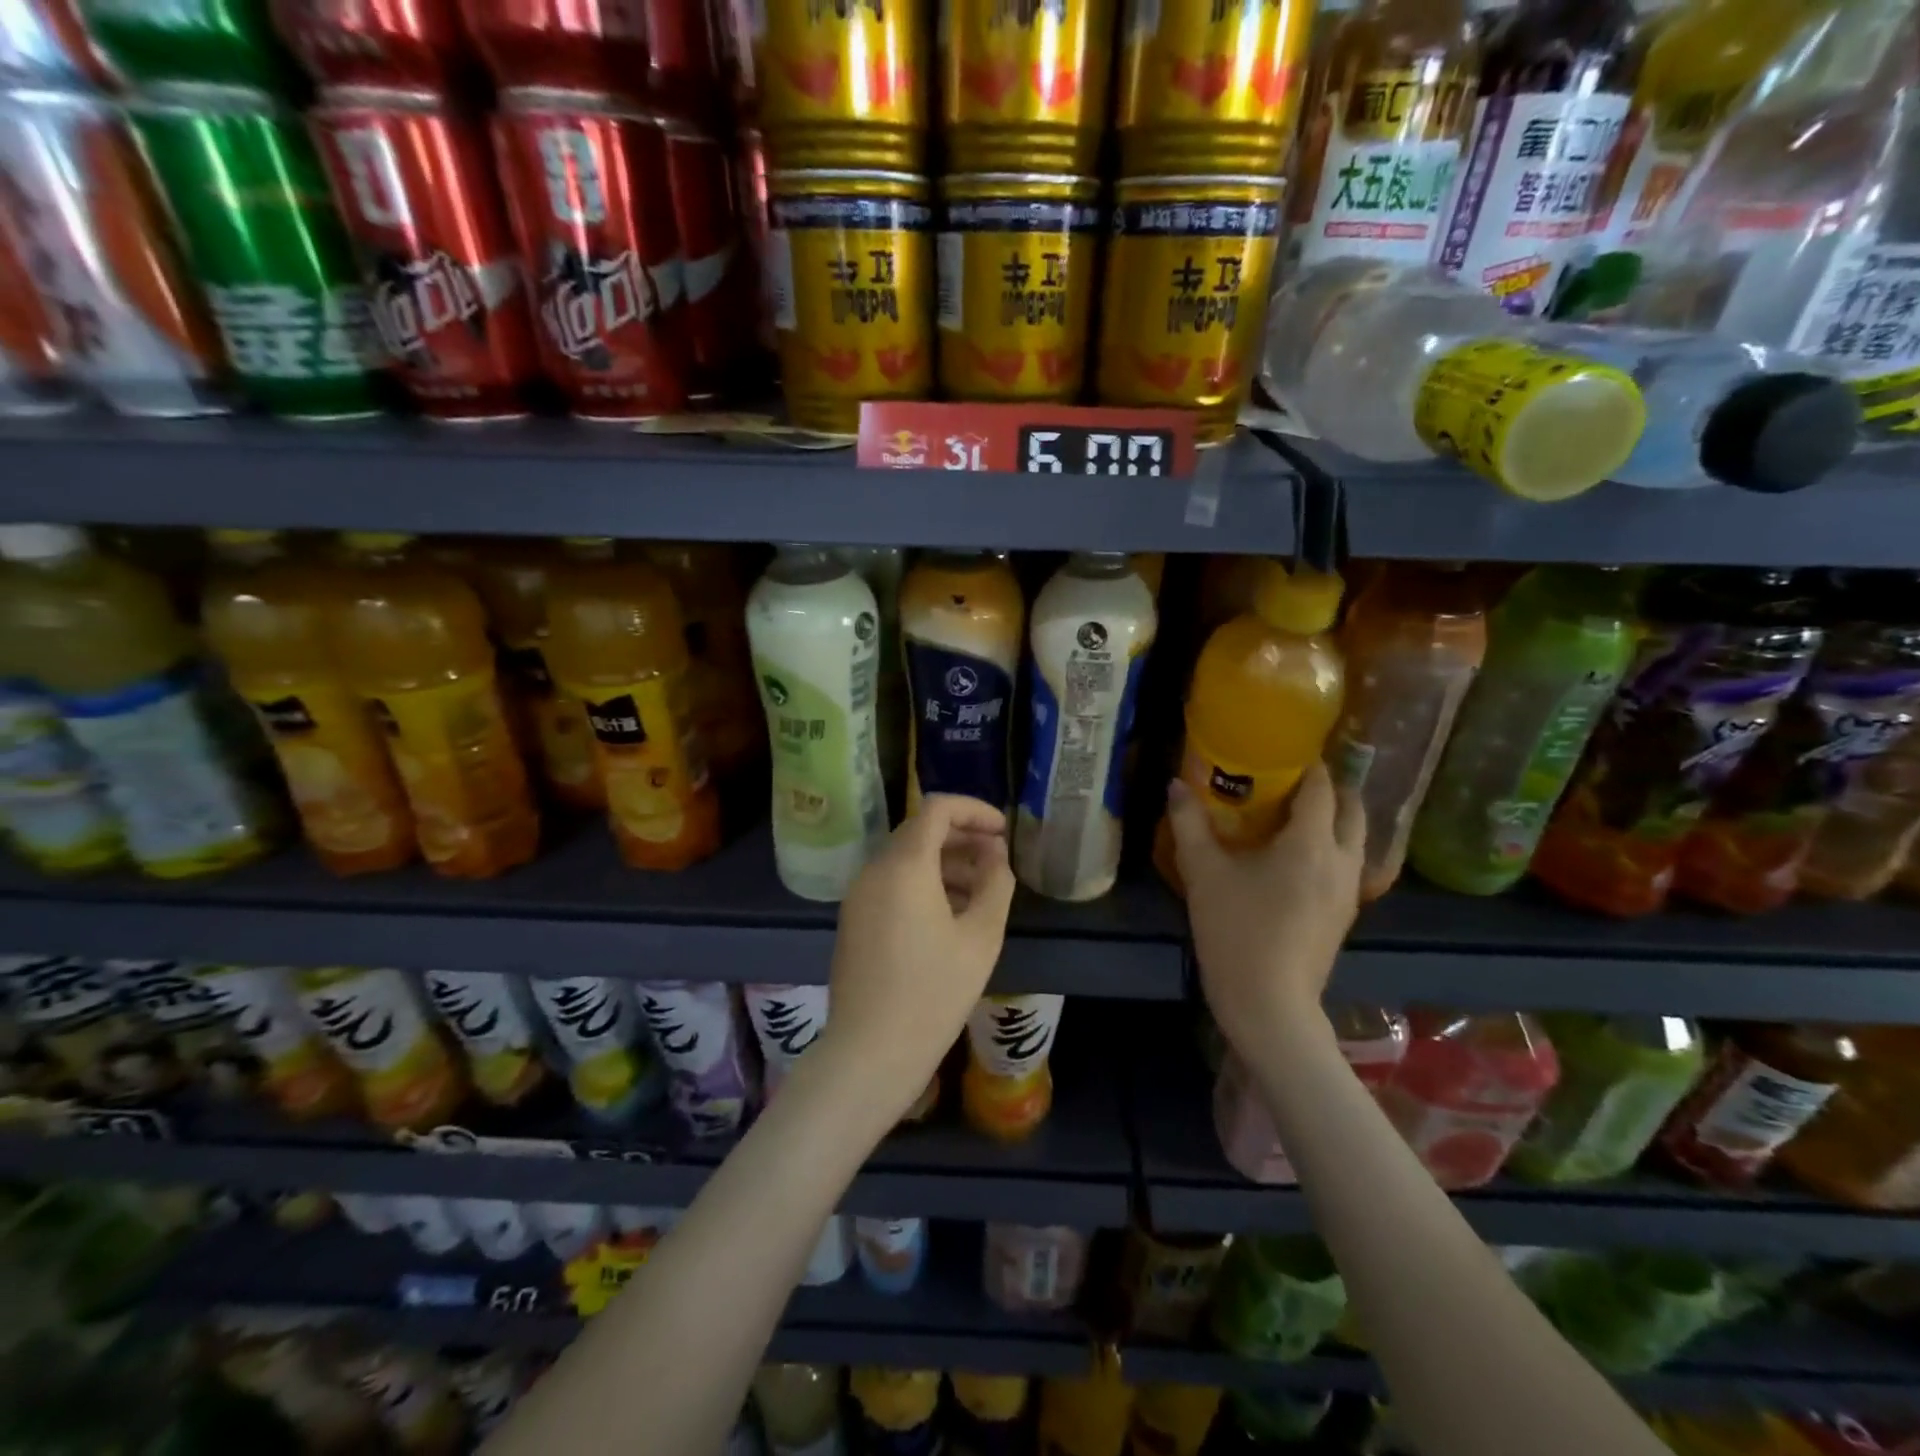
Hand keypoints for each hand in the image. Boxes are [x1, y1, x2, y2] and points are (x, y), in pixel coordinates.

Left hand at [819, 795, 1015, 1116]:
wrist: (870, 1052)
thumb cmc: (933, 993)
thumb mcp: (981, 938)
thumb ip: (996, 885)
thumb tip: (995, 856)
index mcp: (904, 866)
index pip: (937, 809)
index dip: (974, 810)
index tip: (1003, 831)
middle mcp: (874, 870)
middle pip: (919, 831)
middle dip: (962, 837)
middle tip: (998, 860)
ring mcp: (858, 895)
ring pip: (906, 858)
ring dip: (946, 862)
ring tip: (983, 891)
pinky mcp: (854, 919)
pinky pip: (892, 883)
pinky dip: (924, 883)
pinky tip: (952, 914)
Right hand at [1166, 761, 1364, 1060]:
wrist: (1269, 1003)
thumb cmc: (1235, 931)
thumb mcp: (1203, 873)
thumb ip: (1190, 824)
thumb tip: (1176, 785)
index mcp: (1310, 844)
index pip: (1321, 788)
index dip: (1307, 765)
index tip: (1285, 750)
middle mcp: (1341, 860)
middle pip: (1352, 810)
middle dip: (1331, 788)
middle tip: (1295, 778)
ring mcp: (1349, 890)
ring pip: (1357, 839)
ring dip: (1336, 817)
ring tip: (1299, 812)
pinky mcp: (1345, 914)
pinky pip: (1350, 863)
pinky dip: (1334, 845)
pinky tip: (1301, 855)